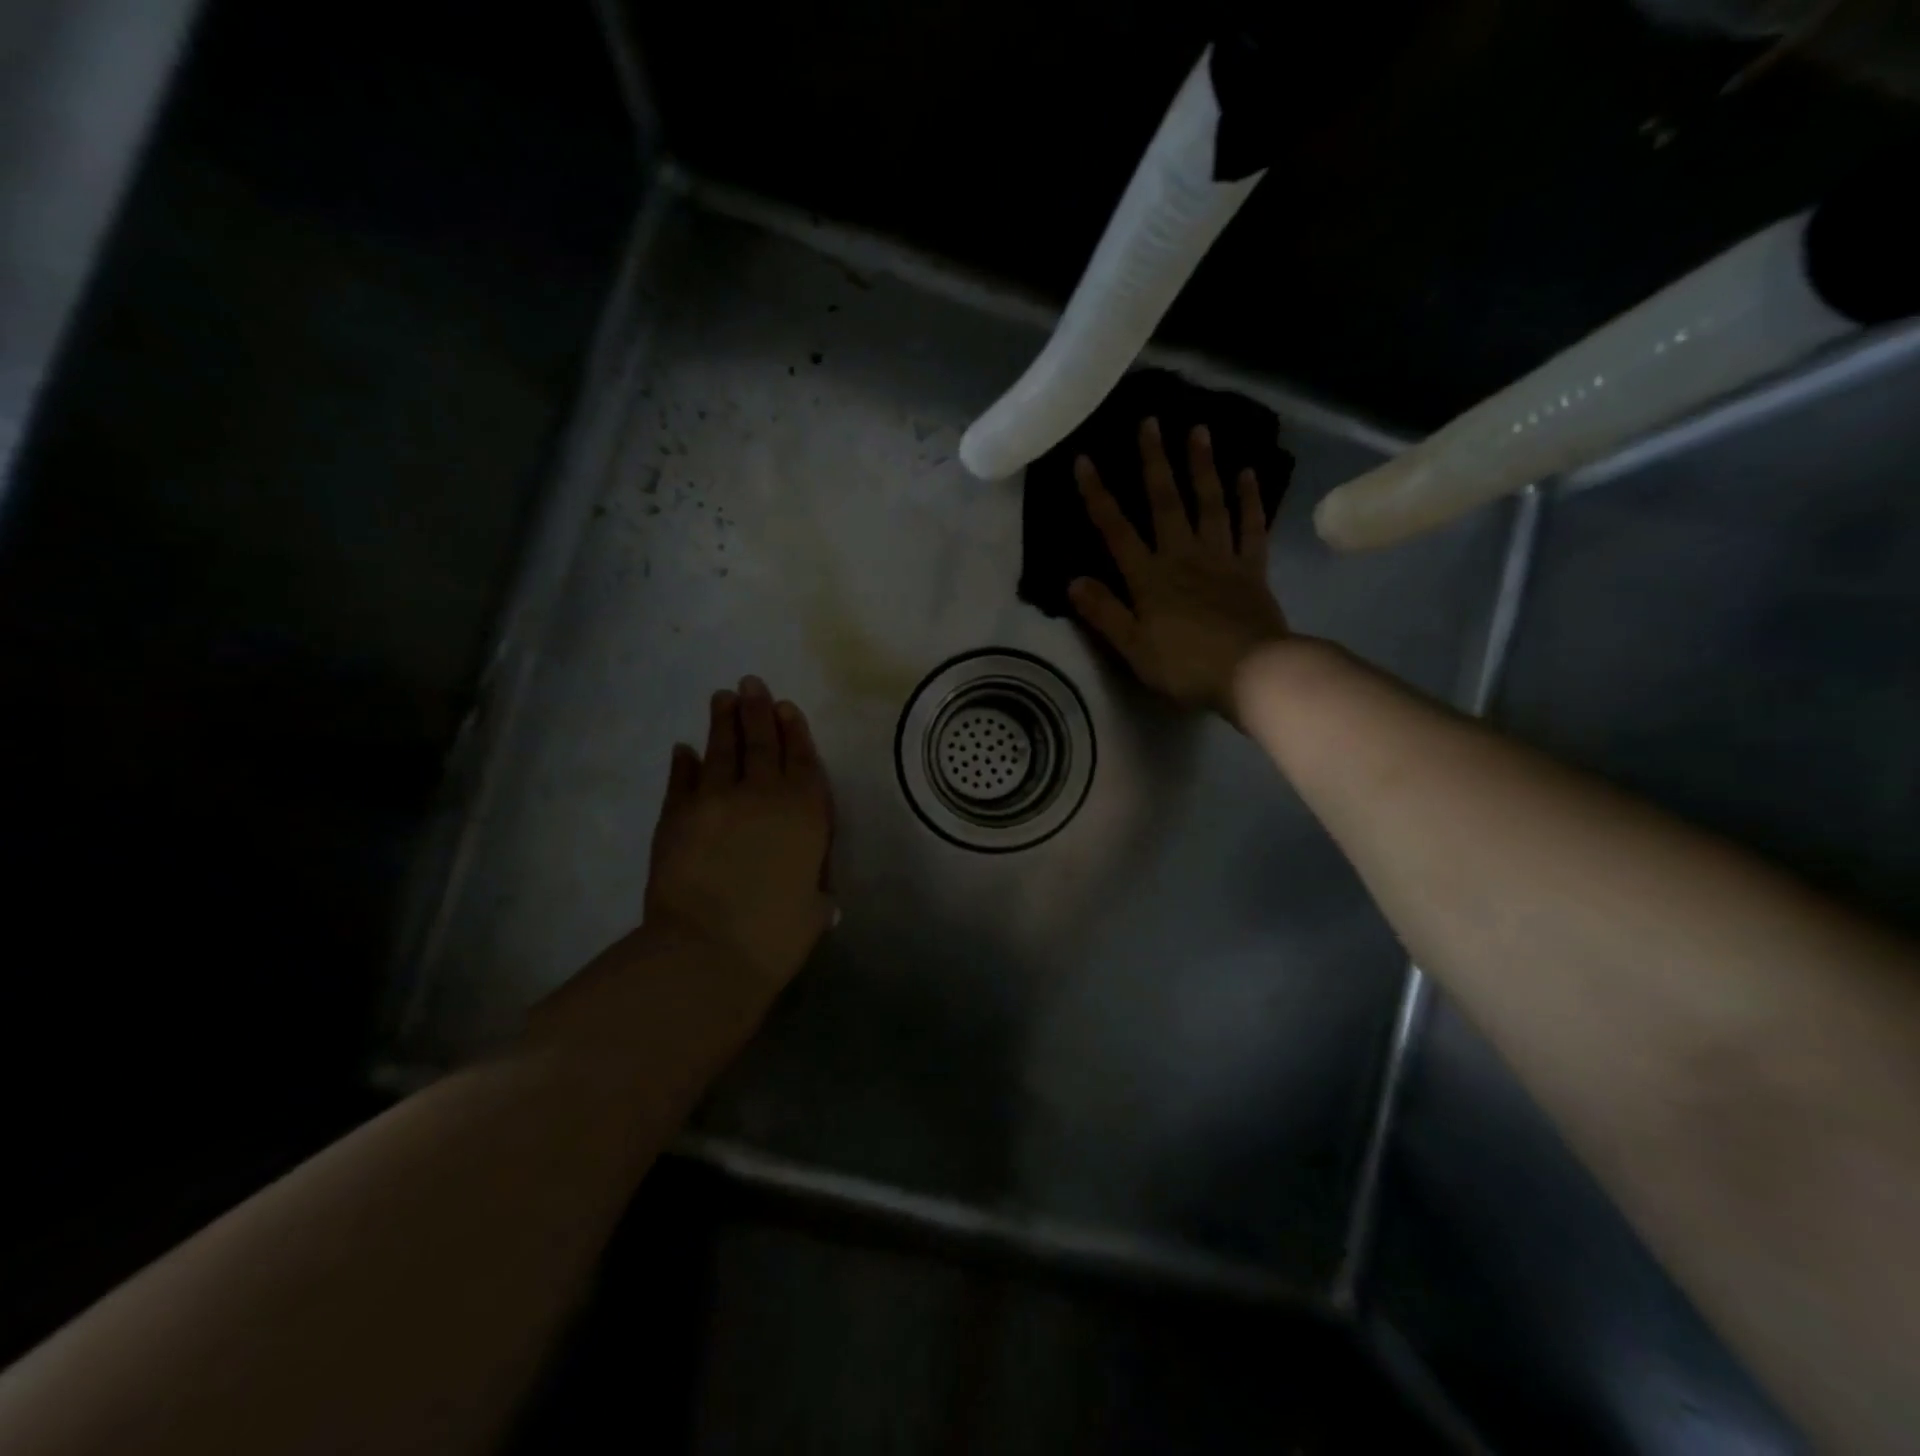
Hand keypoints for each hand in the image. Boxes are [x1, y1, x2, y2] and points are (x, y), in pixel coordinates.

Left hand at [643, 676, 834, 990]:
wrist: (708, 949)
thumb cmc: (776, 935)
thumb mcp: (815, 911)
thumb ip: (817, 893)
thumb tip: (820, 897)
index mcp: (806, 814)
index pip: (802, 761)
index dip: (794, 732)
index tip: (785, 706)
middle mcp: (764, 795)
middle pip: (762, 744)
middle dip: (758, 711)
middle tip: (751, 682)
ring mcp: (717, 800)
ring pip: (722, 750)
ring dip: (723, 722)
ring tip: (723, 697)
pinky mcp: (678, 815)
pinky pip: (682, 780)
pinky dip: (684, 763)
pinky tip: (684, 749)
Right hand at [1070, 417, 1289, 718]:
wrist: (1252, 672)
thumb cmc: (1185, 665)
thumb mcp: (1133, 647)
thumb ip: (1104, 613)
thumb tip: (1072, 581)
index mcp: (1149, 577)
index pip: (1116, 530)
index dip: (1098, 495)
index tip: (1084, 459)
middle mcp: (1182, 556)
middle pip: (1166, 502)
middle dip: (1154, 461)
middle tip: (1150, 421)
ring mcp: (1220, 558)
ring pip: (1209, 503)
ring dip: (1202, 466)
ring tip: (1199, 429)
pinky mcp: (1252, 568)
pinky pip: (1251, 527)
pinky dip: (1250, 499)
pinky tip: (1248, 472)